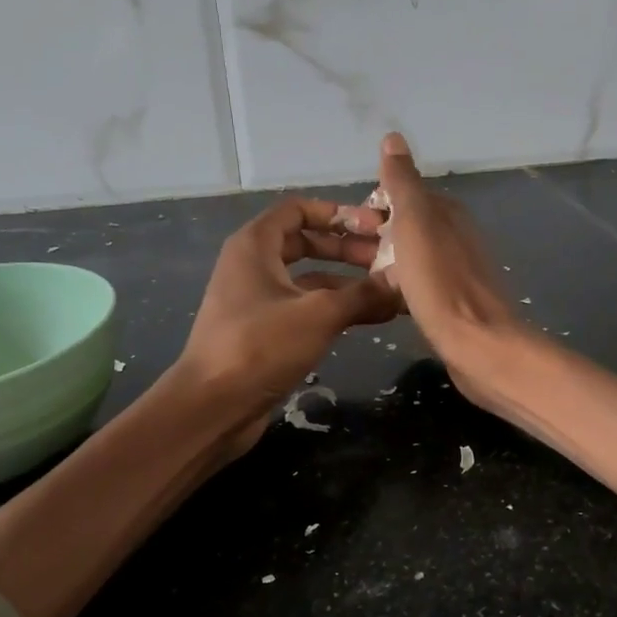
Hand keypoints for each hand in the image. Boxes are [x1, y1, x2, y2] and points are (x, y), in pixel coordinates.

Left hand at [177, 195, 397, 453]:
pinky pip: (305, 309)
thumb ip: (364, 294)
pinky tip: (369, 319)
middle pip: (306, 243)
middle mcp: (253, 266)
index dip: (337, 213)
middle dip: (348, 249)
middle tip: (387, 261)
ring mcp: (258, 301)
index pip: (298, 210)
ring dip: (347, 283)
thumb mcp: (319, 314)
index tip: (374, 227)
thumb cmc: (260, 346)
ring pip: (309, 280)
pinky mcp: (265, 333)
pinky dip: (334, 310)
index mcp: (255, 245)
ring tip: (388, 292)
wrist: (212, 406)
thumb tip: (403, 280)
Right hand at [365, 133, 528, 401]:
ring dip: (381, 262)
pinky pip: (415, 285)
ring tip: (348, 277)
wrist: (478, 345)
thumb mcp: (416, 224)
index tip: (343, 224)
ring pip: (408, 257)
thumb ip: (403, 184)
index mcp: (447, 213)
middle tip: (338, 253)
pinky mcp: (451, 303)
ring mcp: (454, 271)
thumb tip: (393, 137)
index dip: (372, 205)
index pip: (404, 194)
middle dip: (372, 234)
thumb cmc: (441, 283)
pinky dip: (395, 286)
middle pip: (405, 226)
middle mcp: (453, 237)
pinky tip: (377, 300)